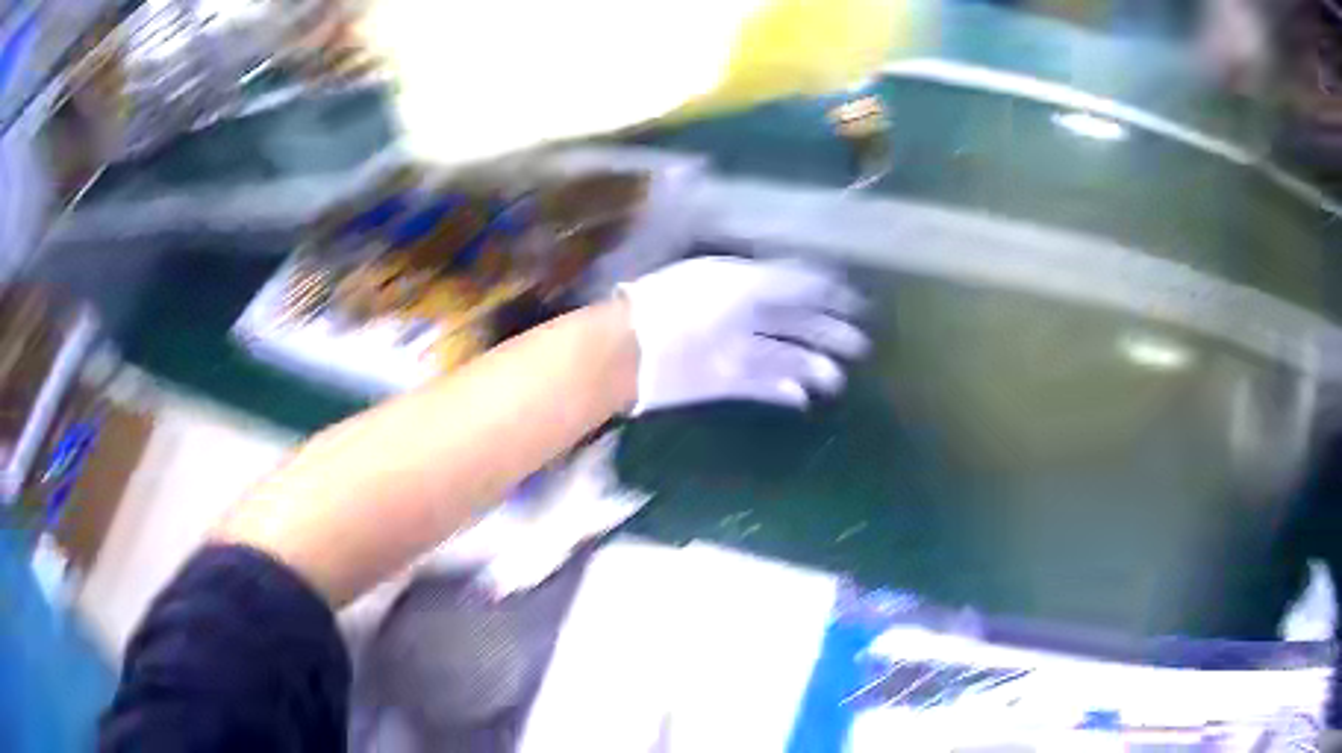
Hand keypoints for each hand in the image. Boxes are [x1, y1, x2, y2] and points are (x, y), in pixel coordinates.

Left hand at [619, 256, 868, 414]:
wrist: (635, 352)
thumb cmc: (686, 307)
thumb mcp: (738, 283)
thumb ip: (783, 282)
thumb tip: (825, 277)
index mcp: (744, 283)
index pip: (794, 286)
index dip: (826, 294)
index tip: (857, 305)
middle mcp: (742, 314)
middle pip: (794, 323)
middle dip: (826, 333)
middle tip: (860, 347)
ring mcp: (733, 350)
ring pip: (782, 357)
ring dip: (811, 366)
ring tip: (836, 379)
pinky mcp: (723, 383)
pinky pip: (761, 386)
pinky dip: (783, 391)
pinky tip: (804, 397)